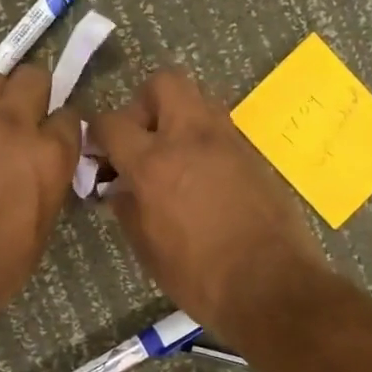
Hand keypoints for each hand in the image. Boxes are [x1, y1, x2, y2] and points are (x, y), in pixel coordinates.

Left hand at [0, 65, 82, 328]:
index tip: (58, 140)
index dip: (65, 128)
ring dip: (0, 95)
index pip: (71, 116)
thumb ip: (48, 185)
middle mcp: (13, 125)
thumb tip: (45, 169)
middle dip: (36, 93)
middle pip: (34, 78)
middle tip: (29, 118)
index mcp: (49, 155)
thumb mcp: (40, 230)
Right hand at [89, 68, 330, 335]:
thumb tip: (120, 188)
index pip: (112, 122)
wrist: (273, 287)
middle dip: (145, 104)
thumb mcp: (147, 249)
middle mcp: (191, 138)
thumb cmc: (199, 276)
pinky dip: (204, 140)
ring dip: (178, 118)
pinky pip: (221, 129)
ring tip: (173, 157)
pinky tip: (202, 177)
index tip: (98, 153)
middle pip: (164, 83)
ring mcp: (228, 141)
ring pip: (198, 99)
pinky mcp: (254, 154)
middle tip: (142, 140)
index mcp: (154, 163)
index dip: (98, 133)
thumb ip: (128, 208)